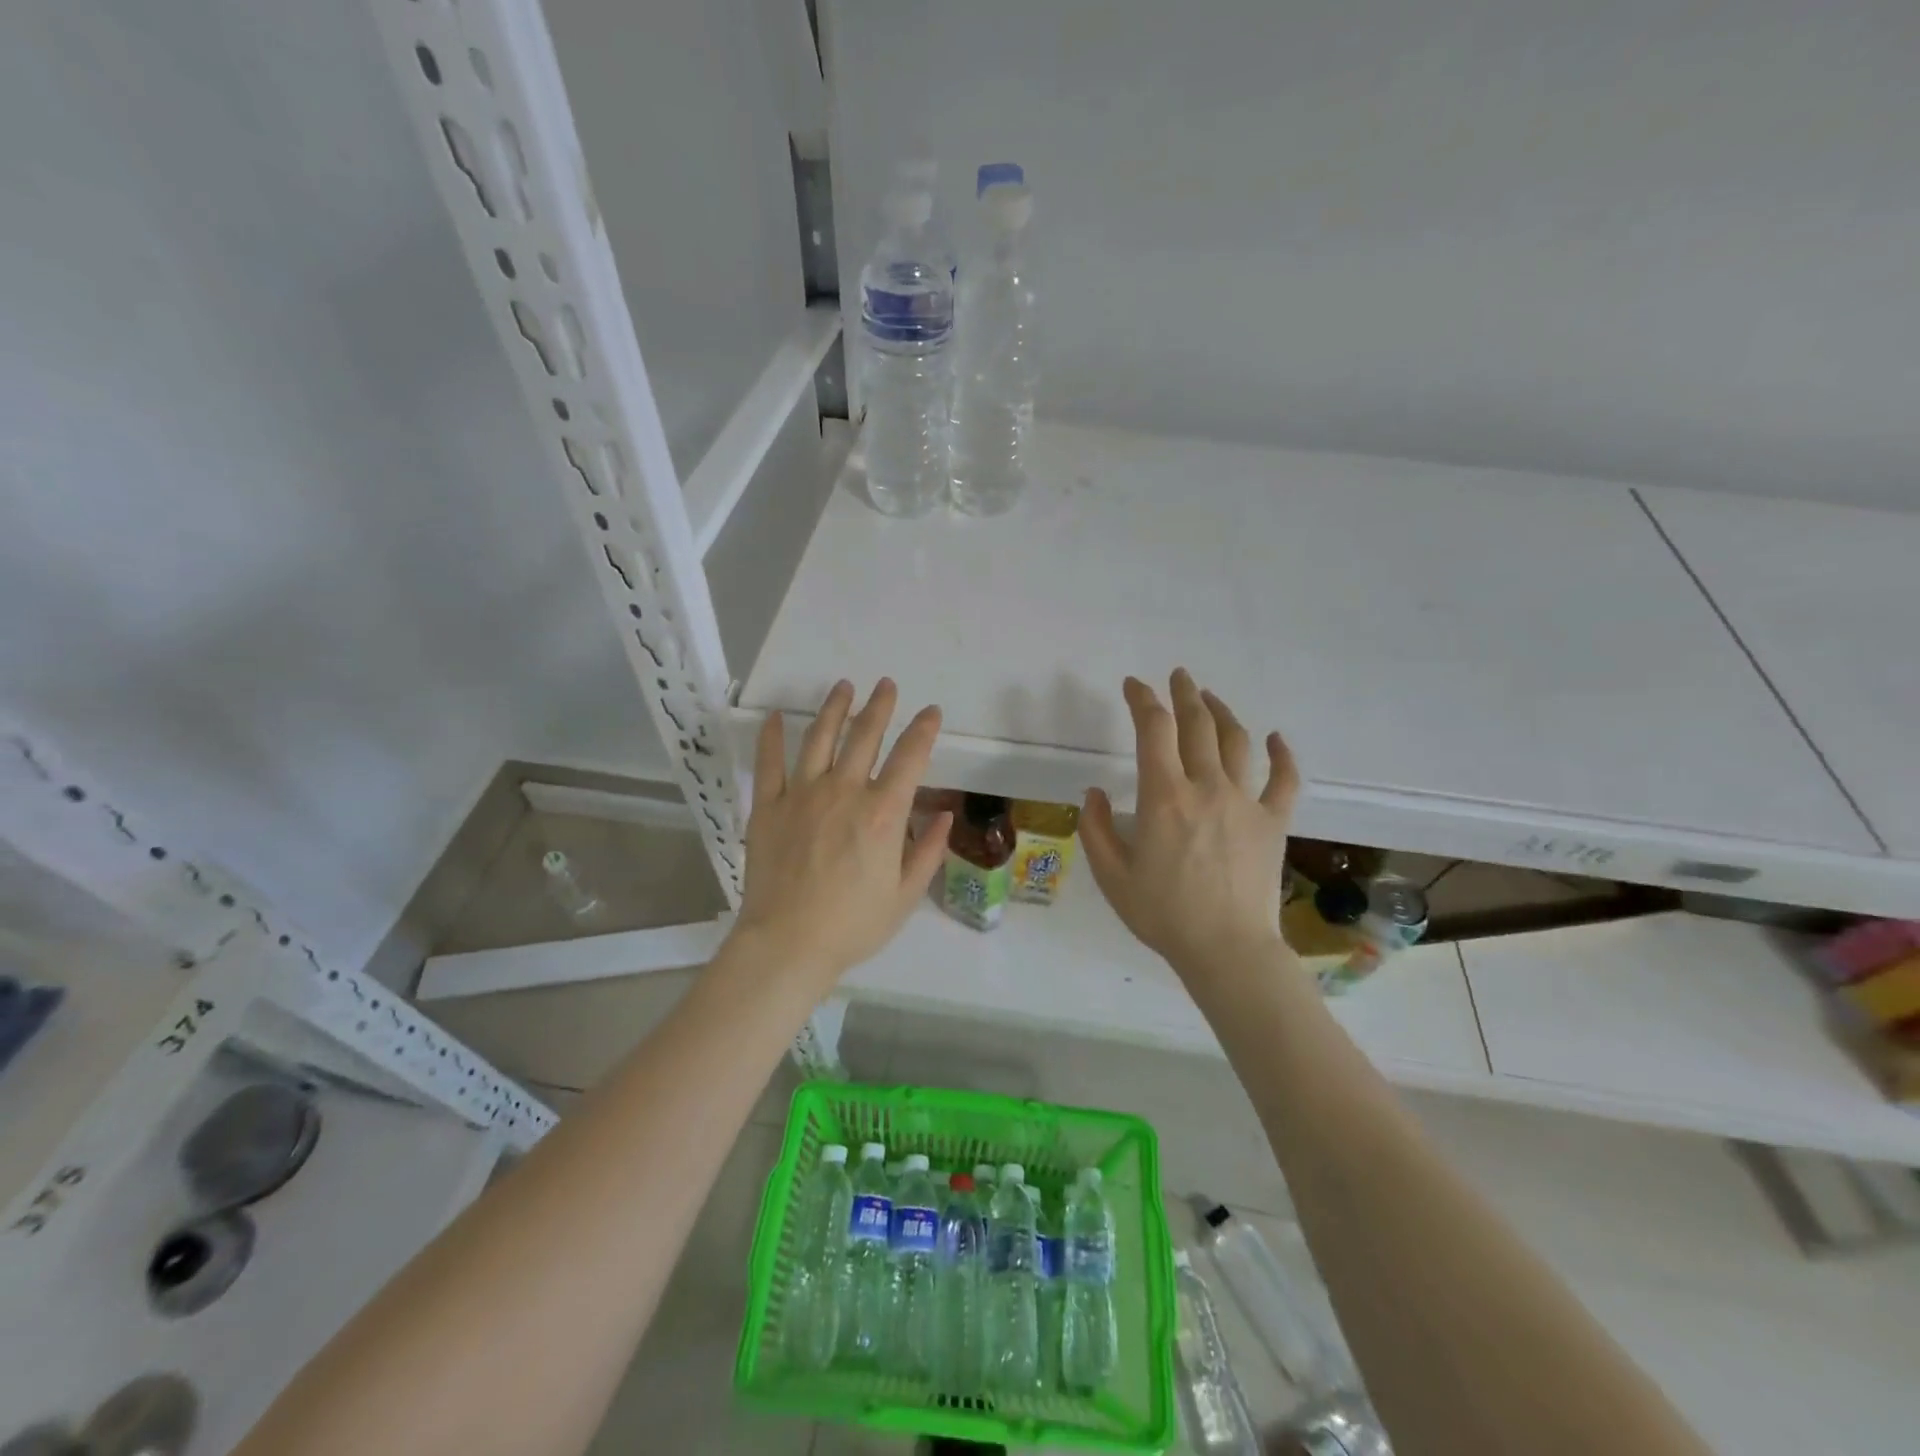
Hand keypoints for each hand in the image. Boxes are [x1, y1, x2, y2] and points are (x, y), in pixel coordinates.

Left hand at [732, 678, 948, 989]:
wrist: (788, 944)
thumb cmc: (853, 925)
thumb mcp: (905, 896)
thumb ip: (928, 852)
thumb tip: (944, 815)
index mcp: (883, 813)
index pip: (910, 758)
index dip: (923, 730)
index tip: (931, 712)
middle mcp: (844, 792)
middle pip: (864, 736)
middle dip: (879, 706)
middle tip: (886, 685)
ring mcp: (801, 795)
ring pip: (819, 738)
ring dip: (834, 708)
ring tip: (843, 687)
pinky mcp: (767, 806)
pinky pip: (769, 763)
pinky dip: (771, 736)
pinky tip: (775, 716)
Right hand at [1079, 670, 1299, 986]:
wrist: (1226, 950)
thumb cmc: (1163, 914)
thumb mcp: (1111, 875)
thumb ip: (1094, 828)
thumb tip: (1093, 792)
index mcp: (1163, 796)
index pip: (1154, 730)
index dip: (1142, 700)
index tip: (1133, 685)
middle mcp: (1206, 787)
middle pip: (1197, 724)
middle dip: (1184, 694)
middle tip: (1177, 676)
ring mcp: (1245, 802)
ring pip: (1237, 742)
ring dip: (1222, 713)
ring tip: (1210, 698)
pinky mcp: (1273, 822)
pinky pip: (1284, 779)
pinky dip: (1281, 754)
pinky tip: (1275, 738)